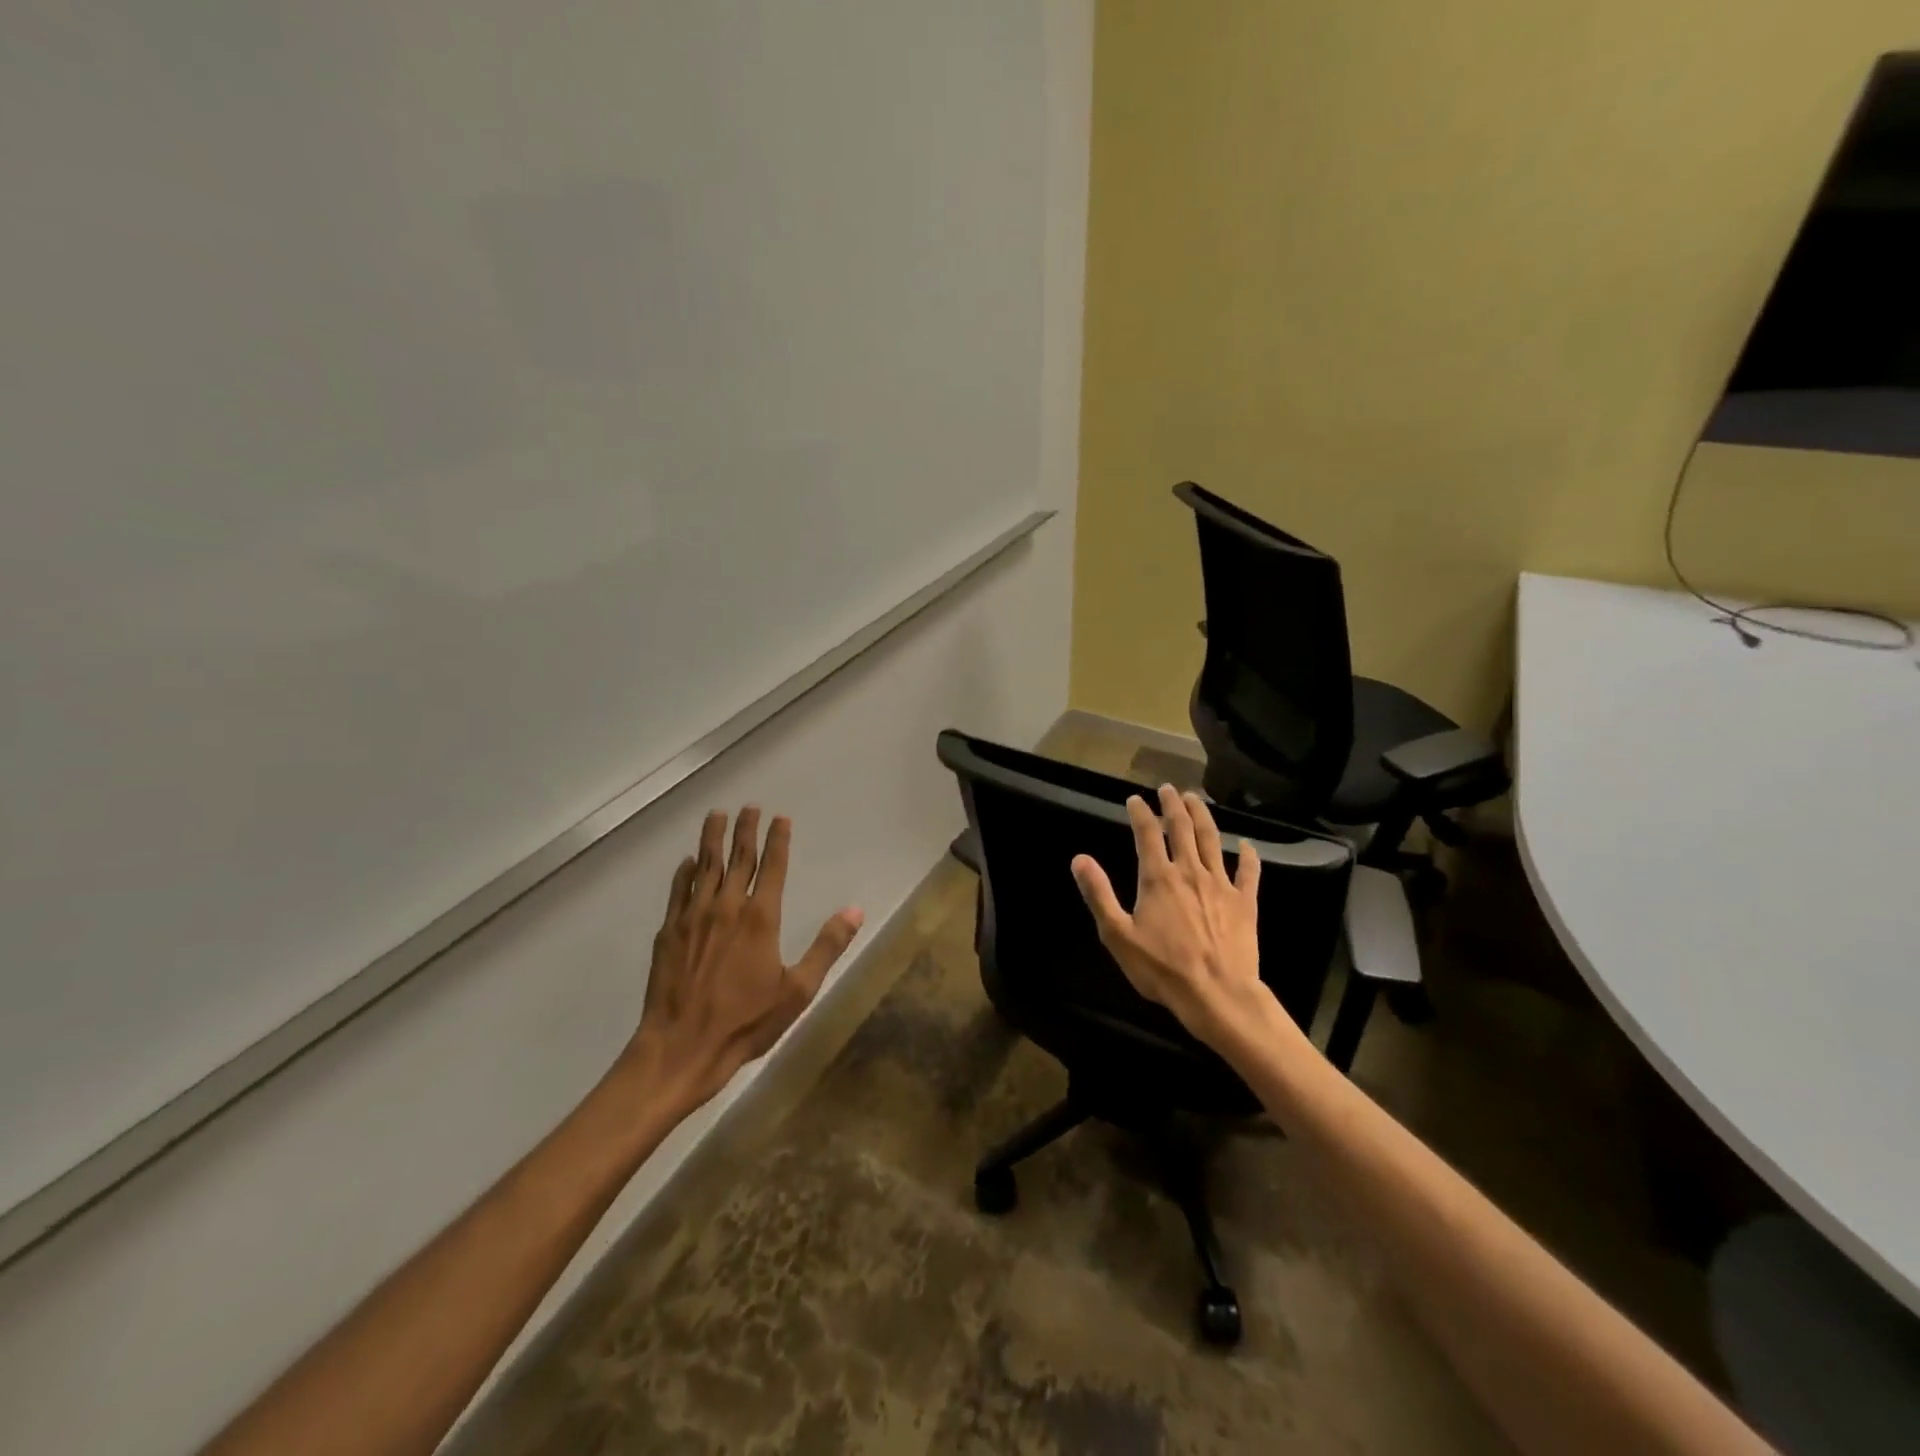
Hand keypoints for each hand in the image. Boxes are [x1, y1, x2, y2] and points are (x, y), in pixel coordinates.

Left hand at [617, 807, 862, 1114]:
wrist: (681, 1047)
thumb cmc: (745, 1022)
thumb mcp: (798, 990)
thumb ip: (827, 946)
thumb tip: (855, 910)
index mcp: (760, 918)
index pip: (772, 867)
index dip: (778, 840)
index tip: (781, 818)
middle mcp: (726, 907)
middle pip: (738, 858)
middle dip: (745, 829)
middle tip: (749, 806)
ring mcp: (693, 917)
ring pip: (704, 867)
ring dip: (712, 839)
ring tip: (716, 815)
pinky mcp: (669, 932)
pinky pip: (678, 891)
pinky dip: (684, 873)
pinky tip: (687, 862)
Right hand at [1070, 785, 1273, 1048]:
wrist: (1217, 994)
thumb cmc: (1162, 968)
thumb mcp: (1117, 935)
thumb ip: (1099, 894)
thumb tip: (1079, 859)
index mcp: (1158, 878)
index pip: (1147, 834)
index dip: (1140, 812)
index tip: (1135, 799)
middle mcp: (1190, 871)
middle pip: (1182, 828)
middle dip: (1173, 804)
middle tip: (1169, 788)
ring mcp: (1221, 885)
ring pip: (1212, 840)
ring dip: (1203, 816)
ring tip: (1196, 799)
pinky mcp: (1245, 902)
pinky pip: (1248, 872)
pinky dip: (1247, 855)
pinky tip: (1245, 845)